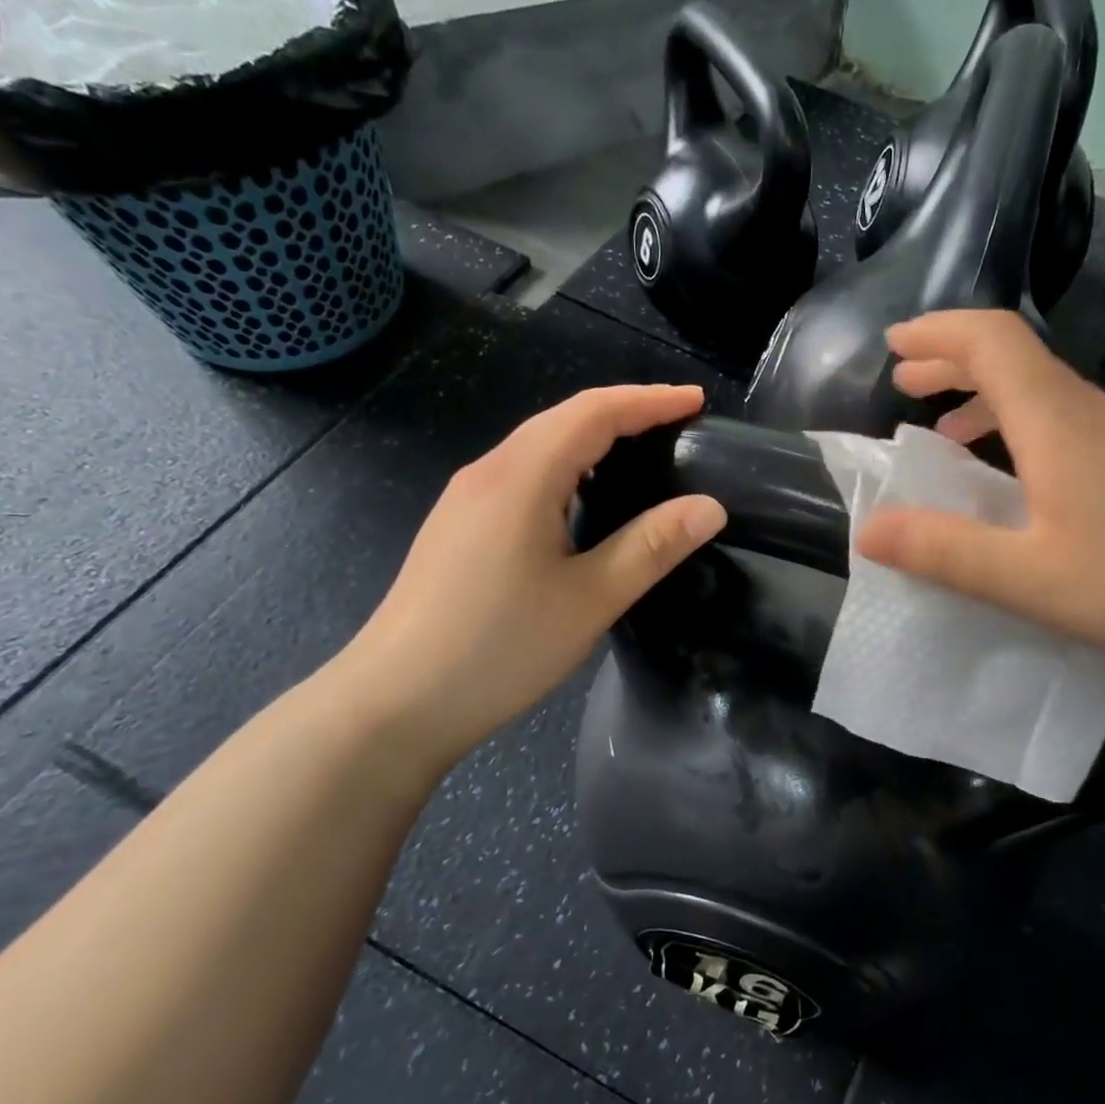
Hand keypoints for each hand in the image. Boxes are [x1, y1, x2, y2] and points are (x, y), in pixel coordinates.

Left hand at [327, 385, 725, 774]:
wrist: (395, 702)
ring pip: (540, 445)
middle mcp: (489, 472)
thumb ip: (652, 546)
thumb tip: (710, 507)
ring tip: (643, 453)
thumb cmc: (499, 648)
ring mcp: (466, 498)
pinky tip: (584, 498)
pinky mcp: (458, 526)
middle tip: (679, 425)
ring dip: (594, 438)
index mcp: (522, 477)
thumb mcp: (590, 599)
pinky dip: (567, 466)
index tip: (697, 401)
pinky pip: (522, 473)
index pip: (594, 412)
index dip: (649, 400)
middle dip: (625, 412)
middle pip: (564, 419)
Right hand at [855, 310, 1104, 697]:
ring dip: (989, 398)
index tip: (895, 345)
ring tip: (949, 433)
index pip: (994, 340)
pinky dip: (1026, 429)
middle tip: (906, 383)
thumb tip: (868, 529)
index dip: (939, 331)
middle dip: (953, 361)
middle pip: (1017, 359)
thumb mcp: (1029, 580)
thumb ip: (943, 551)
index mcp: (1060, 423)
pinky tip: (1025, 480)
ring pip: (1047, 393)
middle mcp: (1097, 414)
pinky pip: (1074, 424)